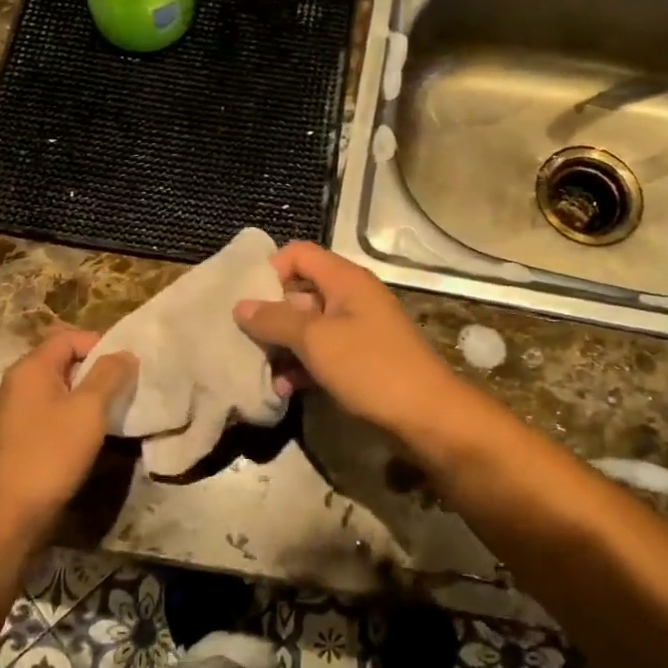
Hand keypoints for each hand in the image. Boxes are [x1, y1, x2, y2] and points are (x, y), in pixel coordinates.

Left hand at [0, 330, 136, 544]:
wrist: (10, 512)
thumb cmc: (51, 452)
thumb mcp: (89, 409)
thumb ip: (109, 375)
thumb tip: (125, 353)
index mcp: (31, 368)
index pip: (69, 337)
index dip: (101, 344)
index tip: (127, 365)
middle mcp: (18, 383)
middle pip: (64, 360)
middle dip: (97, 369)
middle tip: (126, 386)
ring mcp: (16, 411)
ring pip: (60, 388)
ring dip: (88, 394)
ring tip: (114, 409)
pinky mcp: (20, 435)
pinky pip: (52, 411)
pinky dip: (74, 414)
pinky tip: (92, 433)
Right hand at [233, 241, 457, 435]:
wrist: (427, 414)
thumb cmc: (370, 367)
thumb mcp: (316, 341)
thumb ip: (276, 320)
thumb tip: (240, 305)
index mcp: (344, 279)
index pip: (298, 254)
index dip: (269, 270)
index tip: (246, 300)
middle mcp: (351, 297)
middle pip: (300, 291)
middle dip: (271, 314)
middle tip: (243, 339)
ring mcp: (357, 328)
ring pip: (308, 326)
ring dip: (283, 346)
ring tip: (261, 370)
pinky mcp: (360, 358)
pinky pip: (322, 352)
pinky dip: (302, 365)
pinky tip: (284, 389)